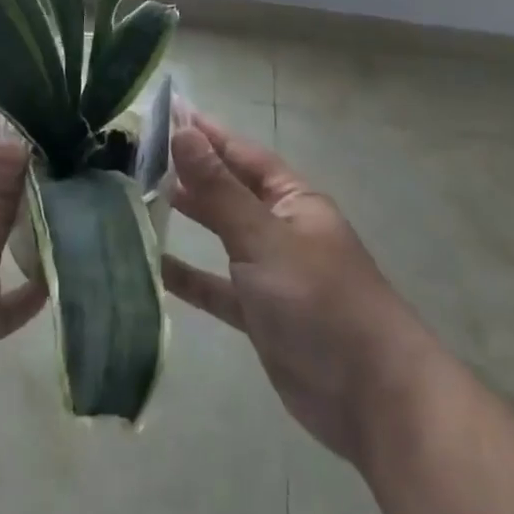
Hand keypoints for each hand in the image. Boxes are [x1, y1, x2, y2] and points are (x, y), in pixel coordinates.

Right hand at [164, 112, 413, 463]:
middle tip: (138, 152)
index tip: (165, 110)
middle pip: (228, 189)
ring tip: (138, 194)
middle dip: (190, 171)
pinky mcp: (260, 315)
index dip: (206, 132)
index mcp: (292, 200)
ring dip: (188, 216)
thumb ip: (218, 189)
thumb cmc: (320, 302)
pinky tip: (153, 265)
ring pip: (221, 234)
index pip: (241, 153)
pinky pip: (217, 286)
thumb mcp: (264, 238)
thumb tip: (183, 131)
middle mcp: (281, 228)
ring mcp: (271, 273)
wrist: (375, 402)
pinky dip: (190, 276)